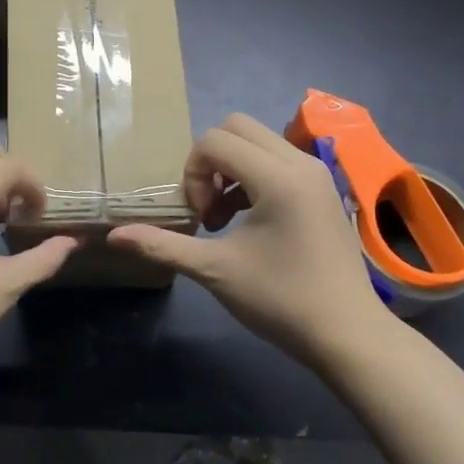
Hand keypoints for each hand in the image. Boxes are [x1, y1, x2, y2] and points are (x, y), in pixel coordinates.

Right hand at [108, 113, 389, 369]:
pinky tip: (248, 222)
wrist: (349, 335)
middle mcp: (301, 163)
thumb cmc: (282, 301)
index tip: (199, 218)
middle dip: (210, 161)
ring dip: (231, 169)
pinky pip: (277, 160)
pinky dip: (253, 177)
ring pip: (259, 142)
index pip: (215, 140)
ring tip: (223, 218)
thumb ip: (163, 246)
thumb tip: (114, 236)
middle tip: (207, 207)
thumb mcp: (215, 271)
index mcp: (278, 177)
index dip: (193, 173)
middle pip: (237, 127)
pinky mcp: (322, 190)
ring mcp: (316, 174)